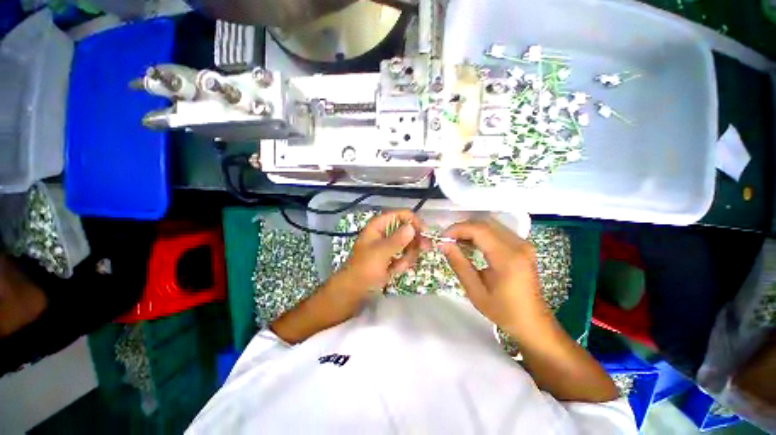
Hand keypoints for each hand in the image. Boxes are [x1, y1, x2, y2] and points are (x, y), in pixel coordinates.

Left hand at [334, 210, 426, 300]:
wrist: (354, 291)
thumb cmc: (364, 269)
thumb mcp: (381, 253)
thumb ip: (397, 240)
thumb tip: (412, 227)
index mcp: (379, 225)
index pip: (401, 215)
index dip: (414, 221)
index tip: (424, 233)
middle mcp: (385, 232)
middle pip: (408, 229)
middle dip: (414, 242)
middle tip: (424, 249)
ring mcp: (389, 245)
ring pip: (408, 244)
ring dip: (407, 256)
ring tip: (396, 267)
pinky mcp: (391, 257)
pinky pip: (405, 256)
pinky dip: (402, 264)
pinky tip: (393, 271)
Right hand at [440, 219, 546, 338]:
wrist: (533, 322)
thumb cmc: (503, 311)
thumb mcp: (475, 291)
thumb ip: (458, 264)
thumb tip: (443, 244)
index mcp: (508, 258)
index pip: (479, 230)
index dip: (458, 229)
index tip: (442, 237)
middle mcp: (518, 245)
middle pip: (485, 224)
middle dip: (462, 228)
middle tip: (447, 240)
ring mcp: (523, 244)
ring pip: (490, 225)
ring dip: (470, 230)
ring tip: (456, 242)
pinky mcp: (523, 246)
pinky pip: (497, 231)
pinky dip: (481, 234)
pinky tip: (471, 244)